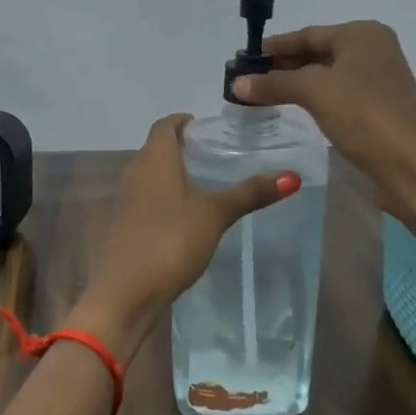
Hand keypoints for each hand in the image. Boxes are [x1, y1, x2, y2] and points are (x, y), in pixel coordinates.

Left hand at [75, 114, 300, 361]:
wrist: (125, 293)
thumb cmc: (170, 241)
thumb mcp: (215, 215)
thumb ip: (250, 193)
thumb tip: (292, 176)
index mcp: (154, 159)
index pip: (165, 125)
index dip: (184, 122)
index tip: (208, 129)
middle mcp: (134, 173)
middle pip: (156, 149)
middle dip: (182, 148)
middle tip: (215, 156)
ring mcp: (125, 201)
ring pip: (150, 176)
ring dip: (172, 175)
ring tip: (205, 186)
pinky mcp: (123, 227)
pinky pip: (145, 201)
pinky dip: (164, 200)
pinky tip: (185, 219)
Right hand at [232, 21, 415, 226]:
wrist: (412, 165)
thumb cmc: (364, 114)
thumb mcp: (314, 91)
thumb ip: (274, 83)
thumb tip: (236, 83)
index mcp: (362, 35)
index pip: (308, 34)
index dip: (275, 46)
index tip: (244, 57)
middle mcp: (373, 51)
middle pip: (317, 52)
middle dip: (283, 65)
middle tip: (247, 78)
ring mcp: (377, 80)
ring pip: (326, 75)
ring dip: (295, 83)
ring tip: (262, 94)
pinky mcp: (377, 108)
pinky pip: (336, 94)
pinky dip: (312, 98)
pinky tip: (293, 108)